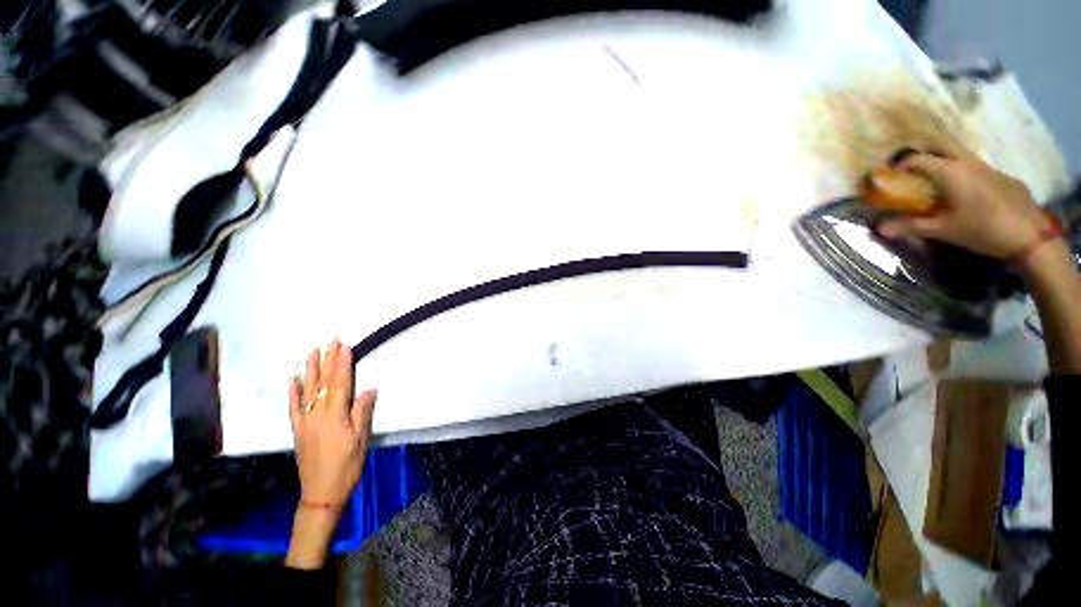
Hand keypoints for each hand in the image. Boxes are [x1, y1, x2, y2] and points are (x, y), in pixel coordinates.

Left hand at [286, 340, 375, 569]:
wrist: (321, 493)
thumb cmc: (347, 466)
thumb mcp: (360, 440)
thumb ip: (362, 412)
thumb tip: (369, 388)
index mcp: (335, 416)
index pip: (340, 384)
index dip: (342, 364)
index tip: (344, 346)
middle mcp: (317, 414)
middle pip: (323, 383)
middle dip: (327, 360)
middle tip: (330, 341)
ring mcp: (305, 422)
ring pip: (307, 391)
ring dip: (310, 370)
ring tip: (312, 352)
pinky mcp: (299, 430)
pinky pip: (294, 408)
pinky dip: (293, 393)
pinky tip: (293, 381)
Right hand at [876, 152, 1049, 260]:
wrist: (1029, 234)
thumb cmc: (981, 228)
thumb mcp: (943, 230)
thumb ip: (911, 226)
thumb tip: (879, 228)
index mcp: (950, 171)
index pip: (918, 159)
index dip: (900, 165)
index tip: (890, 175)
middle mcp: (967, 162)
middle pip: (941, 146)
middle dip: (924, 153)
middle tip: (912, 168)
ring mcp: (988, 167)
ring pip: (960, 156)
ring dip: (944, 163)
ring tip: (936, 182)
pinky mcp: (1001, 176)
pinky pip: (976, 168)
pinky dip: (962, 174)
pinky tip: (964, 193)